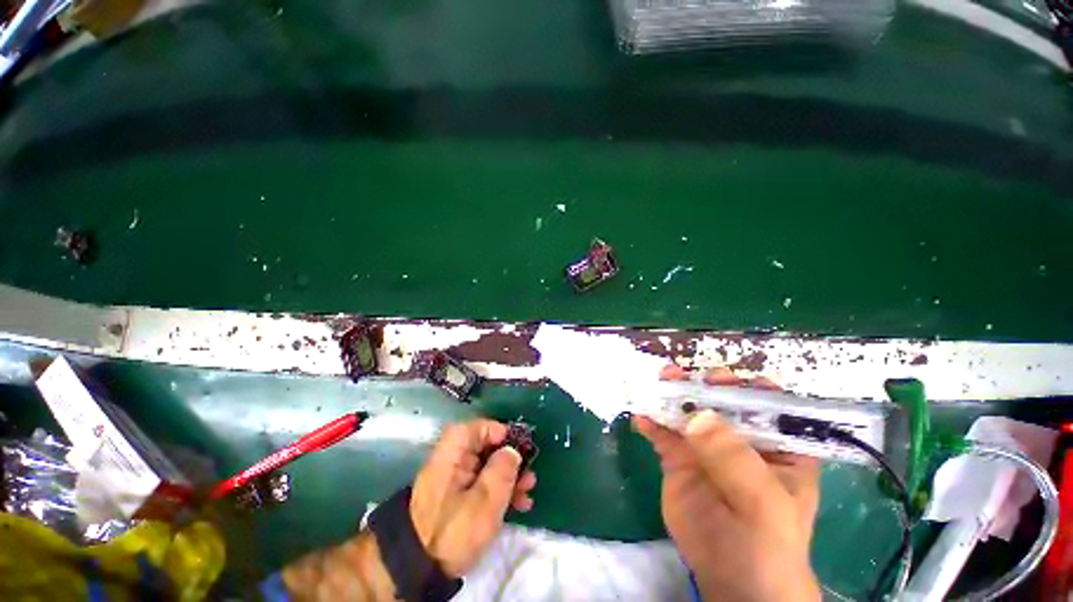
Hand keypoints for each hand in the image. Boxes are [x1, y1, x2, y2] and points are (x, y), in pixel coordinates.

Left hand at [409, 419, 536, 576]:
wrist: (420, 572)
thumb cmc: (454, 531)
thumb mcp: (485, 501)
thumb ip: (502, 470)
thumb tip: (512, 450)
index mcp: (451, 455)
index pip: (474, 428)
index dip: (496, 431)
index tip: (517, 444)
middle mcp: (451, 463)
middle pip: (483, 448)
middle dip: (509, 458)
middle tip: (529, 469)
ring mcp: (454, 483)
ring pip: (486, 469)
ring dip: (509, 477)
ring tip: (528, 490)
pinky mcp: (457, 502)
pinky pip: (482, 486)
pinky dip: (499, 492)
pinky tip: (519, 505)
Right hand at [634, 365, 822, 601]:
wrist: (730, 584)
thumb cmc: (766, 544)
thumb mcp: (763, 502)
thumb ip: (734, 458)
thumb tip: (697, 416)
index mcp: (777, 446)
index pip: (767, 405)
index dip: (747, 387)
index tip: (723, 380)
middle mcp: (741, 440)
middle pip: (721, 403)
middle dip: (701, 386)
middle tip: (680, 376)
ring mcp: (706, 448)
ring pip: (687, 413)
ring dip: (672, 396)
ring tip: (659, 383)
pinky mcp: (679, 459)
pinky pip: (662, 434)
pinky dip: (651, 422)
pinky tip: (640, 417)